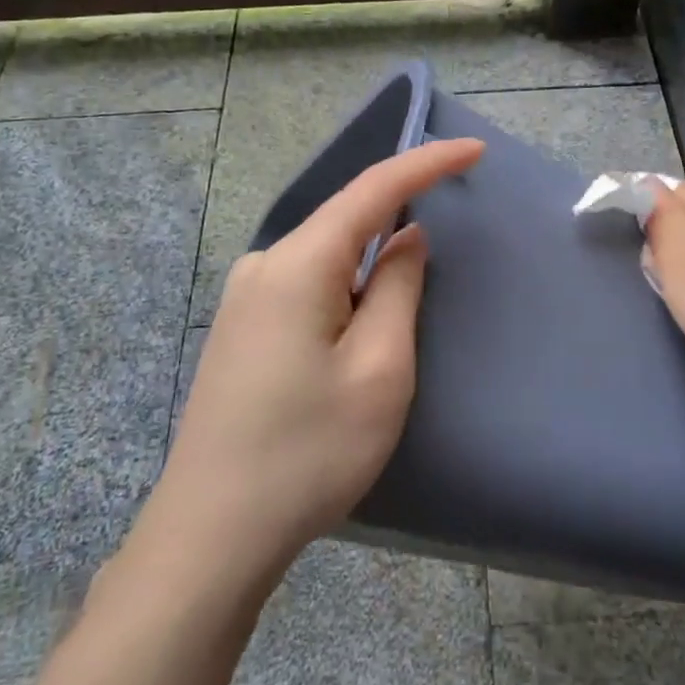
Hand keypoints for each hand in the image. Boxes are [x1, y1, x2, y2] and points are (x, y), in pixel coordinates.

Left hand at [144, 138, 485, 580]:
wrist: (210, 535)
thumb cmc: (309, 452)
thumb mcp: (379, 369)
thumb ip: (397, 287)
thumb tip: (406, 236)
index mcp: (297, 264)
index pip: (372, 190)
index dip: (425, 163)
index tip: (474, 150)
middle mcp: (264, 265)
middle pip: (346, 222)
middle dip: (399, 220)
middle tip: (447, 242)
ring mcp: (244, 297)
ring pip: (327, 258)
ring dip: (371, 267)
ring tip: (401, 312)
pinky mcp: (241, 328)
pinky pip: (307, 285)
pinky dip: (346, 289)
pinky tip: (357, 330)